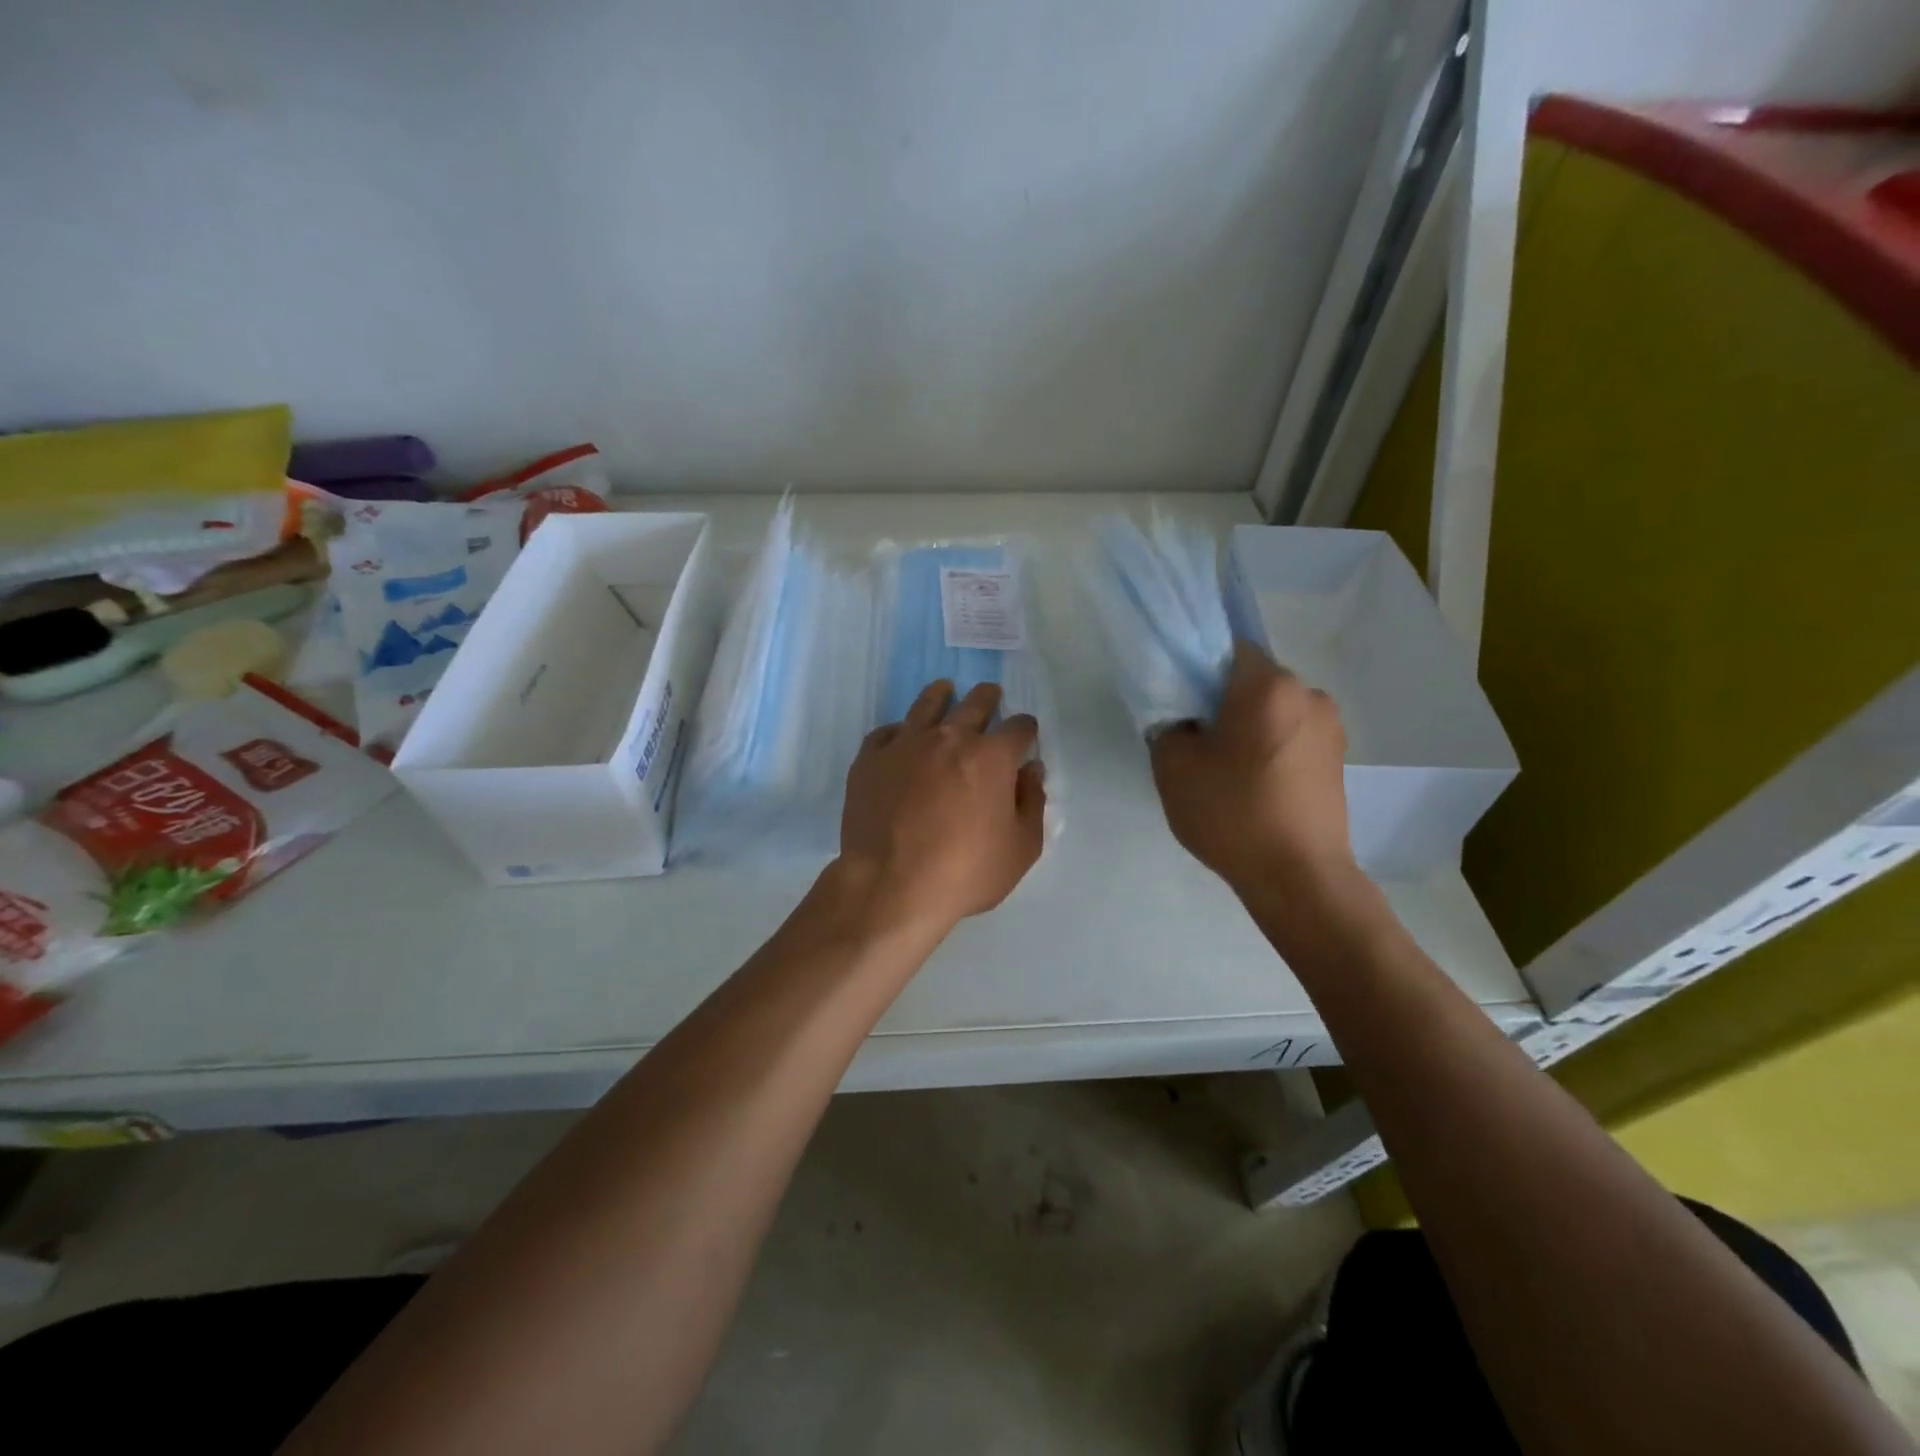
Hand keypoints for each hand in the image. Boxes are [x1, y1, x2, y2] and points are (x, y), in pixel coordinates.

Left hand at [836, 680, 1046, 933]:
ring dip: (941, 695)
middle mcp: (949, 738)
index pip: (1019, 727)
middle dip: (988, 699)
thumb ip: (1032, 803)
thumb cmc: (964, 873)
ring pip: (927, 705)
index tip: (1025, 736)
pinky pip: (886, 732)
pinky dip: (899, 730)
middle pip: (974, 704)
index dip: (1026, 730)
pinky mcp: (870, 760)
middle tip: (991, 696)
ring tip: (945, 690)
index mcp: (991, 757)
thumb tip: (1031, 771)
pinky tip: (901, 736)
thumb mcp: (1020, 849)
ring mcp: (905, 745)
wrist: (890, 887)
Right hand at [1150, 641, 1353, 898]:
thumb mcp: (1173, 766)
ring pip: (1274, 709)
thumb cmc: (1233, 813)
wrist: (1298, 877)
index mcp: (1268, 685)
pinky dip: (1271, 747)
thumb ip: (1168, 725)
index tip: (1182, 703)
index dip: (1198, 669)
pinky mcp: (1339, 758)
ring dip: (1250, 726)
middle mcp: (1308, 693)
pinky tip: (1255, 784)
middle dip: (1224, 700)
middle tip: (1198, 739)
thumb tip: (1182, 718)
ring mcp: (1330, 726)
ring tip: (1228, 769)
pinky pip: (1293, 735)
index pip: (1227, 649)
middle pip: (1253, 680)